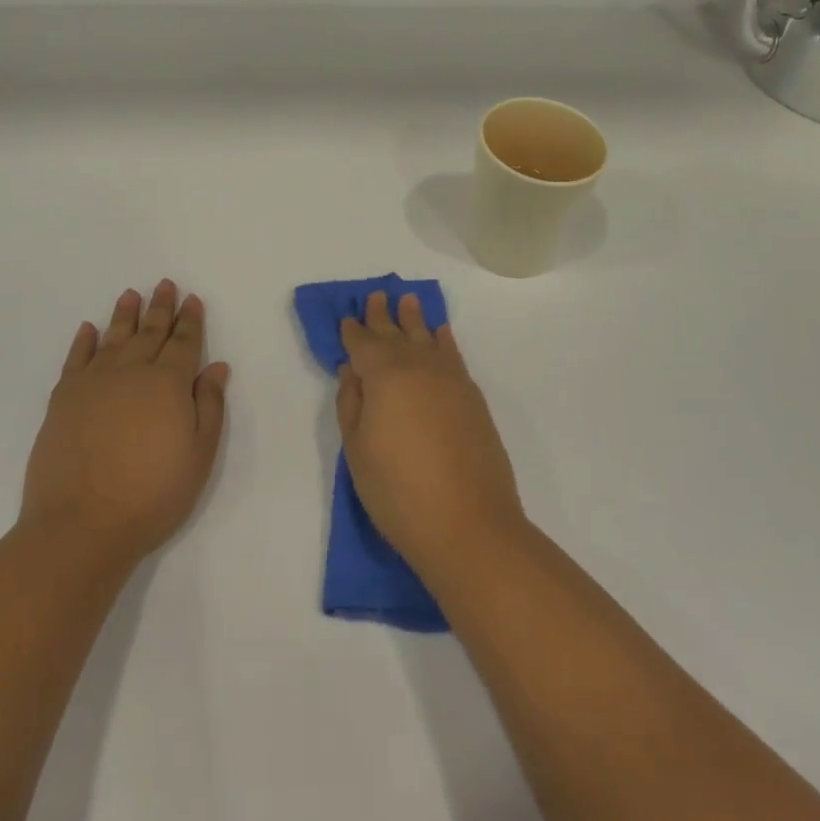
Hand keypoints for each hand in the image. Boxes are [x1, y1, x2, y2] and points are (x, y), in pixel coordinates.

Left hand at [20, 281, 230, 568]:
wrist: (80, 524)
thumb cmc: (151, 494)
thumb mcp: (199, 456)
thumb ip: (210, 406)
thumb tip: (217, 367)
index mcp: (168, 383)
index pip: (183, 342)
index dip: (190, 320)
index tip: (192, 299)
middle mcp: (132, 371)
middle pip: (149, 332)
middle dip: (160, 307)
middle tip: (165, 284)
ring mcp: (93, 382)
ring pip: (113, 337)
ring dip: (124, 315)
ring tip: (131, 294)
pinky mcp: (63, 398)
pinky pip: (76, 358)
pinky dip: (83, 341)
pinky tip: (89, 329)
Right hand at [337, 291, 523, 581]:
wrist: (468, 525)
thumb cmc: (398, 492)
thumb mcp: (357, 451)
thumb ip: (351, 403)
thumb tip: (352, 370)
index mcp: (384, 376)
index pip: (363, 344)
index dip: (352, 332)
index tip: (346, 318)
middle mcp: (418, 367)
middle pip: (396, 334)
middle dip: (383, 316)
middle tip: (376, 295)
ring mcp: (450, 380)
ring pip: (427, 337)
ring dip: (415, 319)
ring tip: (408, 300)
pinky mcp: (472, 397)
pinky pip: (454, 355)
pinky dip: (445, 340)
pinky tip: (441, 332)